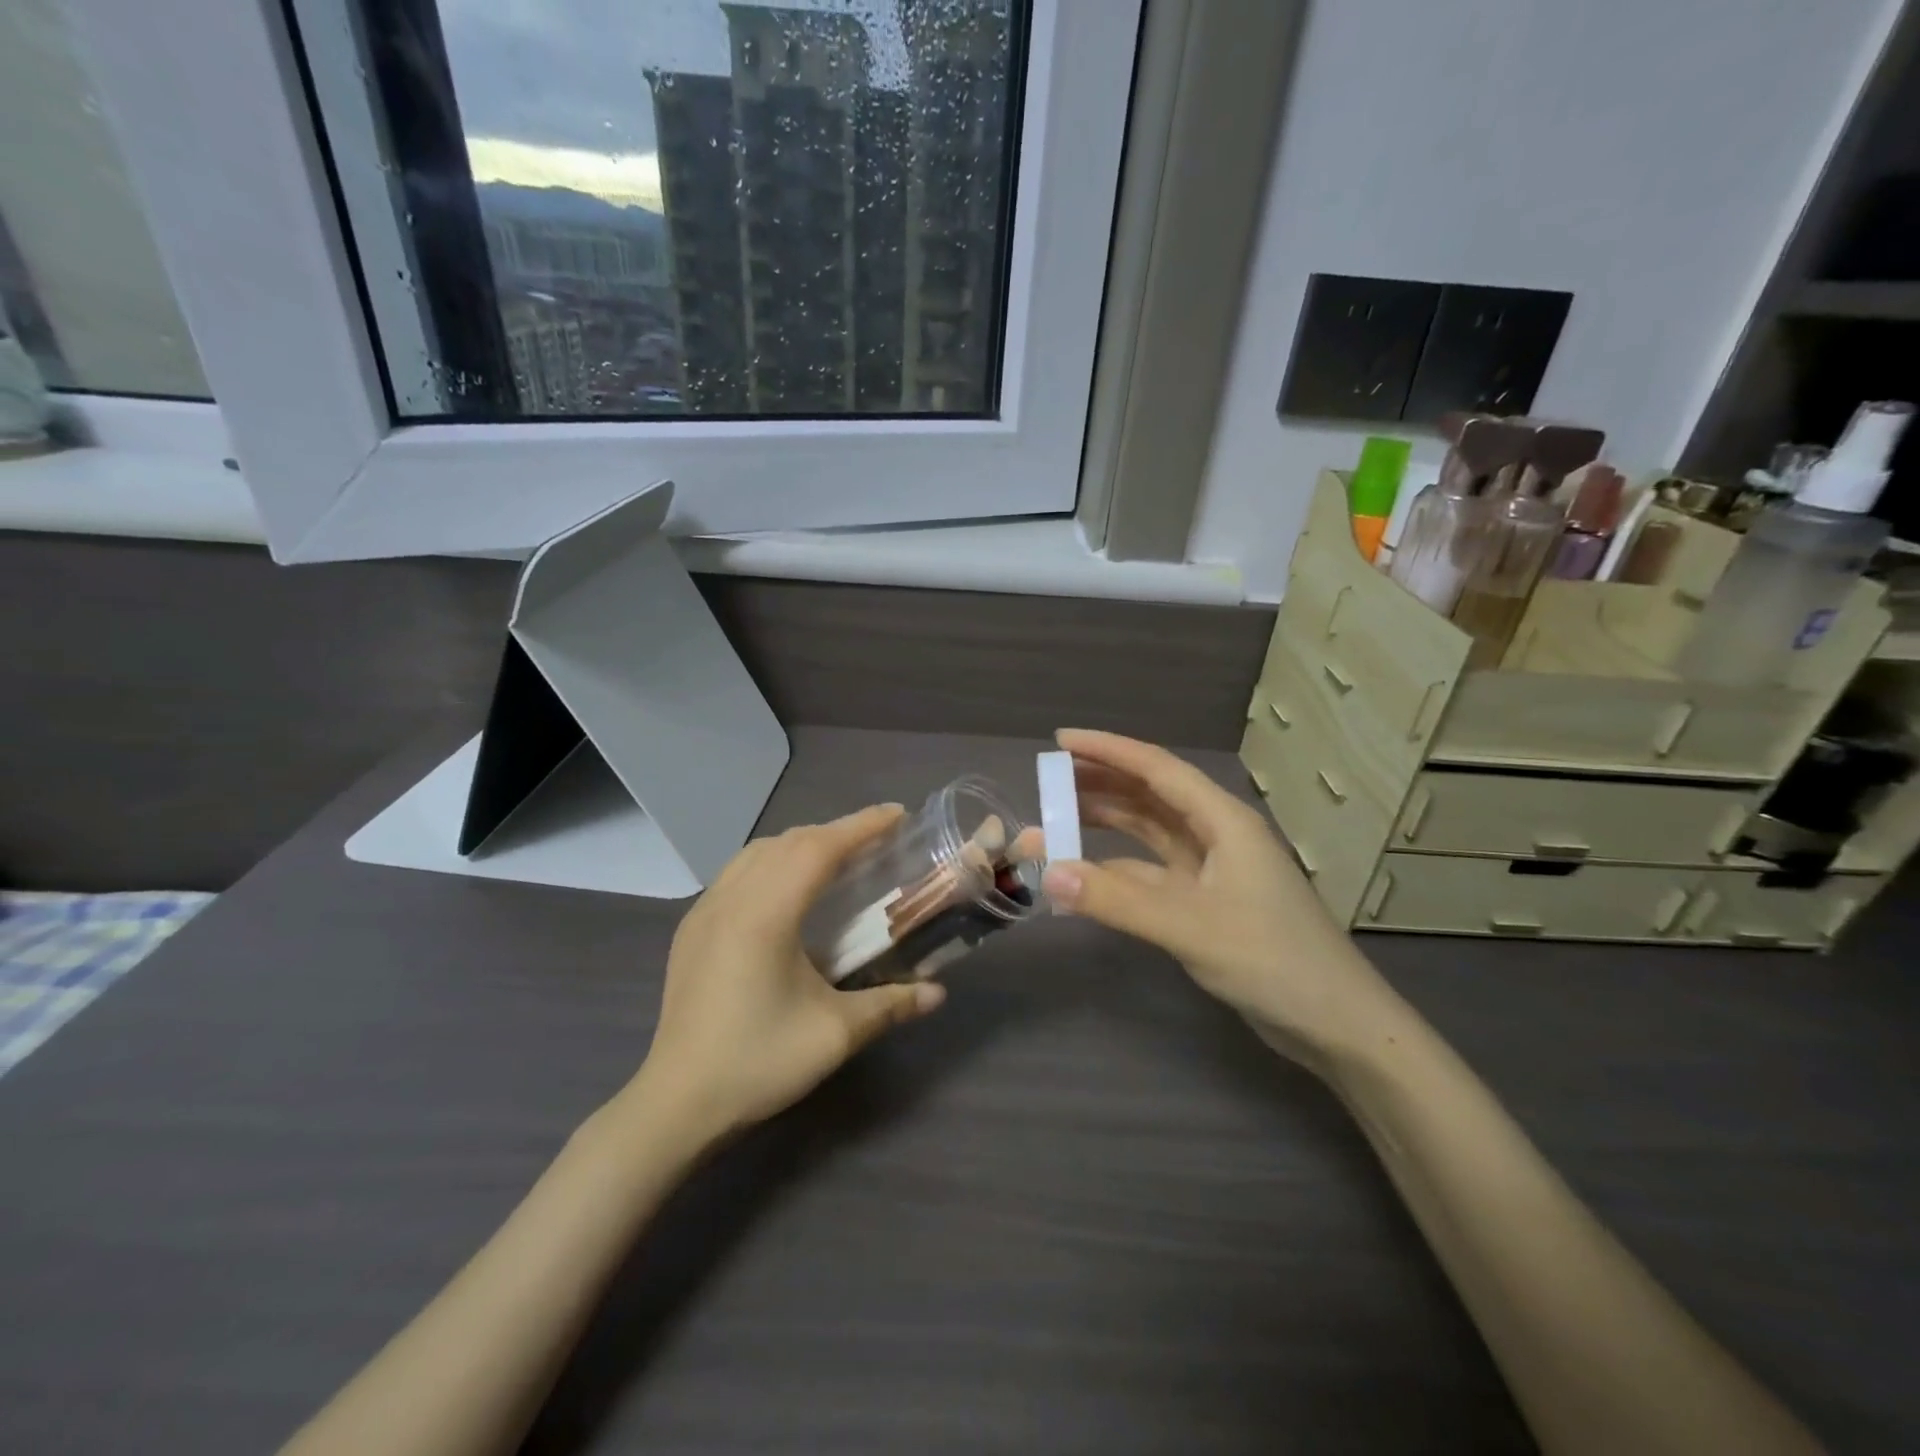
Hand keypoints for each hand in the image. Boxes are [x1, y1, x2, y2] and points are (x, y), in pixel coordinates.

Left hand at [636, 806, 944, 1141]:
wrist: (677, 1103)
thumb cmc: (758, 1062)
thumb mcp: (834, 1035)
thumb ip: (891, 1005)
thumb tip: (939, 994)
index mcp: (766, 914)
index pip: (819, 849)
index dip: (861, 826)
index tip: (897, 814)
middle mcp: (731, 898)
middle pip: (790, 842)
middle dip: (837, 831)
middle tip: (878, 839)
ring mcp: (704, 910)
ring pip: (758, 852)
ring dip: (802, 844)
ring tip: (838, 858)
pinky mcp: (691, 928)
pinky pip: (737, 872)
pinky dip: (772, 861)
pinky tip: (787, 889)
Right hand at [1040, 729, 1398, 1063]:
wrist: (1336, 1024)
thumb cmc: (1272, 961)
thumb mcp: (1190, 927)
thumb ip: (1117, 900)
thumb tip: (1048, 874)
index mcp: (1223, 821)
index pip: (1156, 768)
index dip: (1107, 750)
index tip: (1060, 739)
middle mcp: (1217, 835)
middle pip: (1150, 795)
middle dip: (1100, 783)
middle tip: (1048, 780)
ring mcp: (1213, 871)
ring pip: (1149, 832)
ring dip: (1106, 824)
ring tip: (1057, 818)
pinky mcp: (1206, 904)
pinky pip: (1151, 872)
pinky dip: (1117, 870)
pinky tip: (1086, 875)